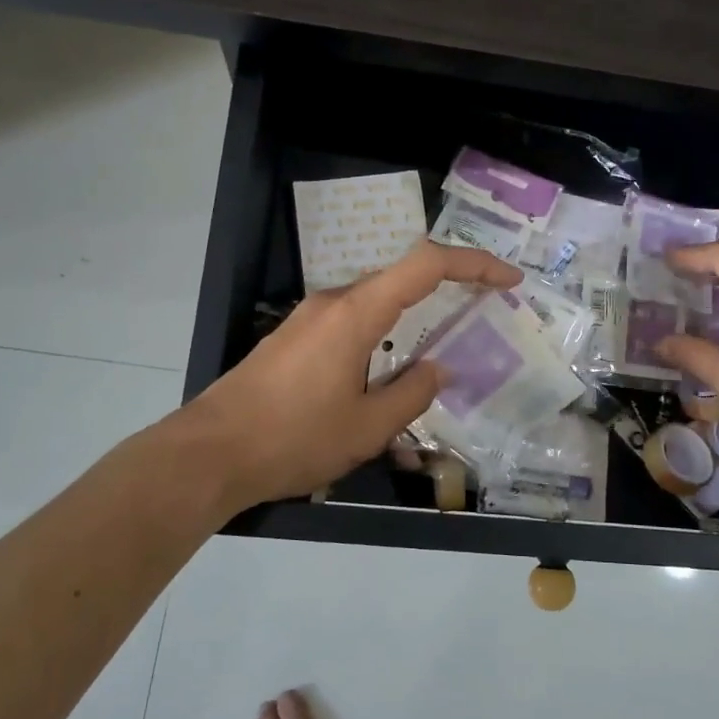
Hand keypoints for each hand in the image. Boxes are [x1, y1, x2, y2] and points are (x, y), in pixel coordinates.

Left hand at [179, 241, 520, 513]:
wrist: (209, 454)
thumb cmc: (293, 440)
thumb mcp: (367, 427)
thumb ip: (413, 392)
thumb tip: (439, 368)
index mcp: (356, 313)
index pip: (426, 266)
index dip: (474, 264)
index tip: (509, 280)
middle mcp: (332, 303)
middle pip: (401, 278)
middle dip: (448, 287)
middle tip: (484, 312)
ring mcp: (307, 319)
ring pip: (375, 303)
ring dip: (413, 314)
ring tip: (441, 345)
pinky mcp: (292, 339)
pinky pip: (351, 322)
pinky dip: (384, 332)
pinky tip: (388, 368)